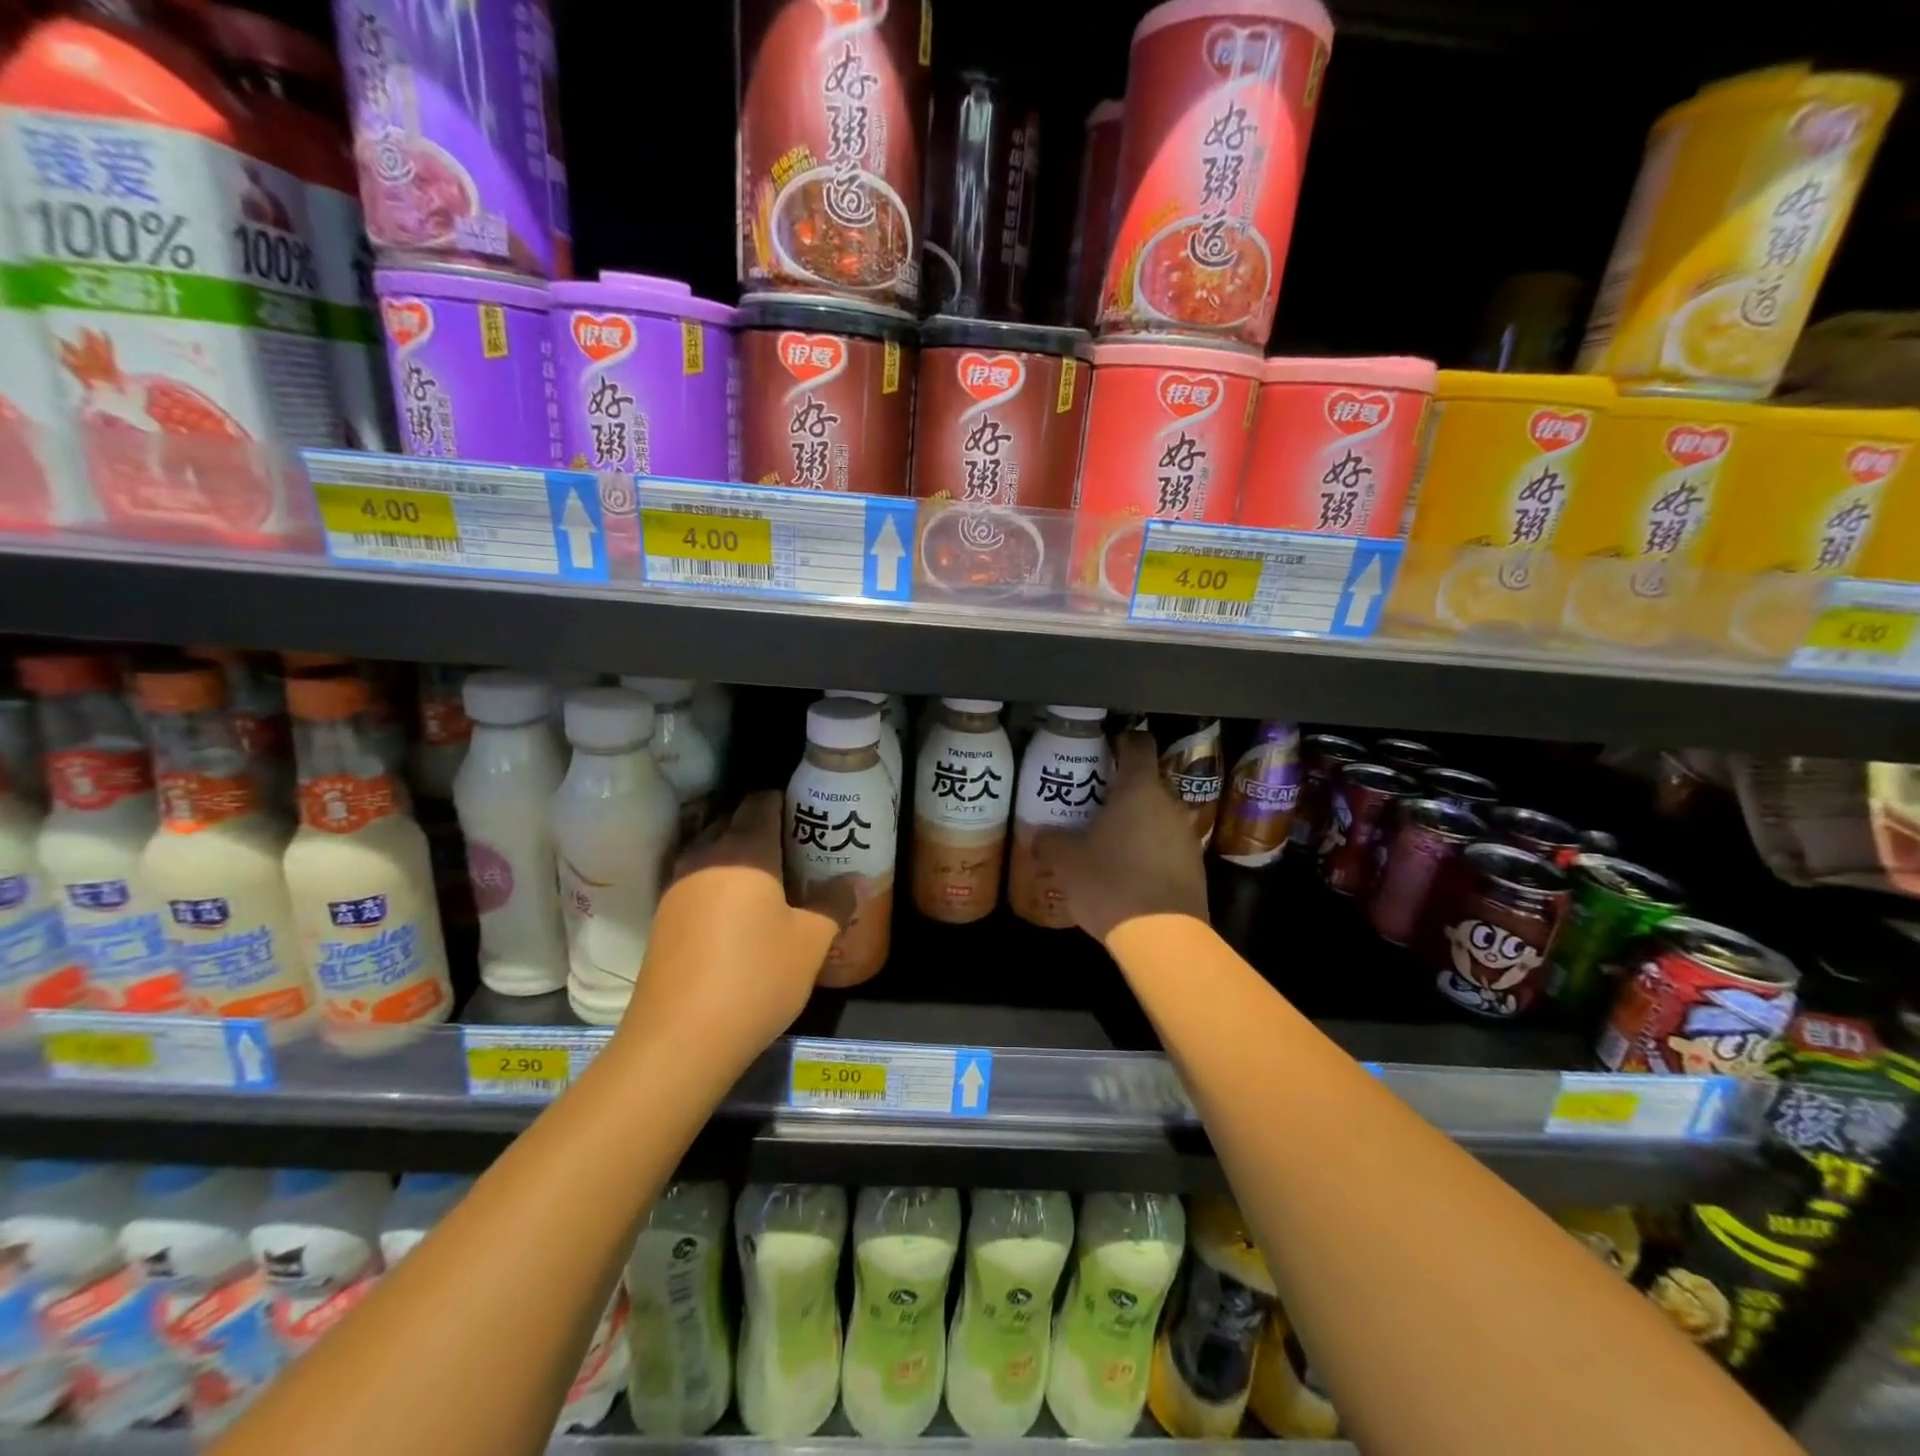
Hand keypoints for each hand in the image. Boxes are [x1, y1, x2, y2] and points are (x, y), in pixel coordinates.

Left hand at [620, 792, 853, 1068]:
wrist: (679, 1039)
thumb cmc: (756, 978)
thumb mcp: (810, 942)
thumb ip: (834, 904)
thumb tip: (855, 881)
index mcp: (744, 851)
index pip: (761, 802)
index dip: (785, 801)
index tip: (809, 815)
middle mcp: (705, 857)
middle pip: (732, 820)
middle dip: (762, 825)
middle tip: (797, 846)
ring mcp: (677, 887)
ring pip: (711, 851)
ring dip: (738, 854)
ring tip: (771, 878)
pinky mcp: (663, 918)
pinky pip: (697, 880)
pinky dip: (719, 881)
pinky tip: (739, 911)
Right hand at [1035, 730, 1207, 944]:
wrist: (1162, 936)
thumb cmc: (1110, 882)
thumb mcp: (1067, 861)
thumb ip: (1050, 841)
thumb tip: (1036, 835)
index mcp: (1139, 789)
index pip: (1138, 744)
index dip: (1121, 741)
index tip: (1103, 748)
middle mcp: (1169, 804)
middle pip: (1146, 783)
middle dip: (1120, 791)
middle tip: (1091, 804)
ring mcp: (1186, 835)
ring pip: (1157, 816)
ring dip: (1135, 823)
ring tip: (1106, 841)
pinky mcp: (1194, 866)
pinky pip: (1166, 846)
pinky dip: (1148, 850)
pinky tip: (1126, 871)